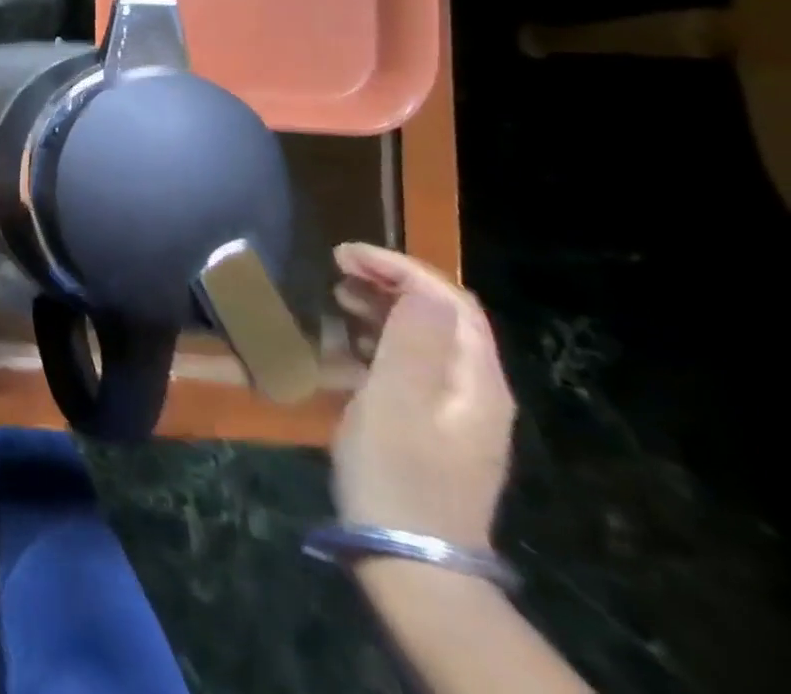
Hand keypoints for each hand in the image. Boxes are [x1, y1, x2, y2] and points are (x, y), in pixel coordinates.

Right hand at [330, 243, 514, 549]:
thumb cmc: (397, 470)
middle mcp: (476, 390)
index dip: (398, 266)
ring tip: (338, 296)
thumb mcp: (396, 400)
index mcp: (475, 380)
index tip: (343, 254)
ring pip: (426, 338)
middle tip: (336, 269)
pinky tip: (347, 345)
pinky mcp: (434, 427)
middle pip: (442, 315)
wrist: (411, 558)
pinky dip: (380, 339)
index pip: (449, 300)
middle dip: (392, 281)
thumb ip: (412, 341)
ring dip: (384, 307)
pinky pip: (413, 364)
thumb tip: (421, 287)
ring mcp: (458, 412)